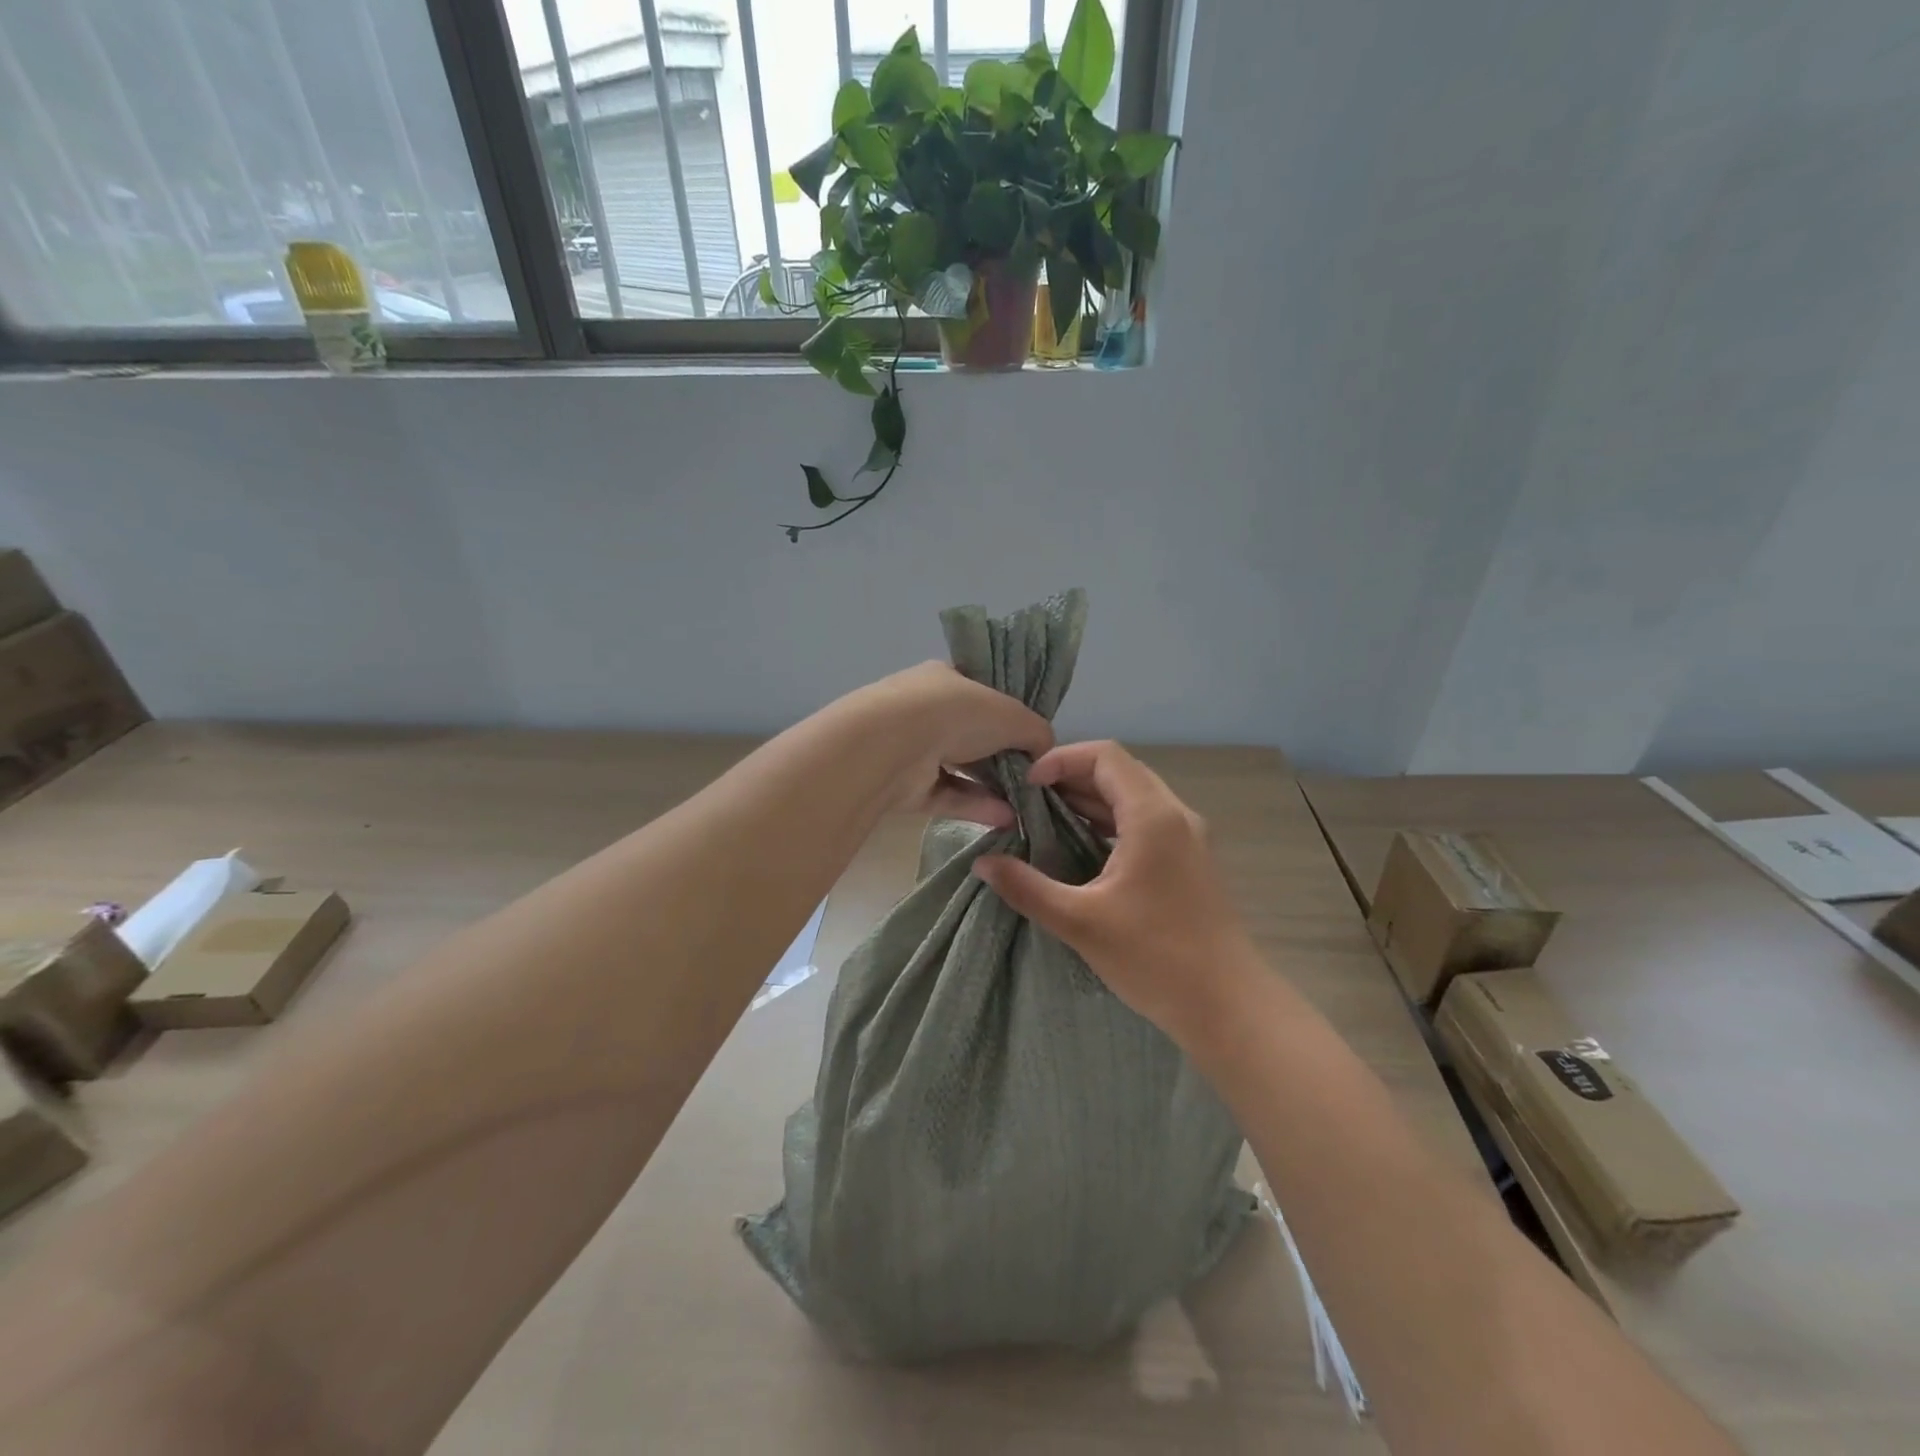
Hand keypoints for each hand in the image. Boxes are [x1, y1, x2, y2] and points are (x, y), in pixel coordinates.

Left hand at [853, 662, 1053, 829]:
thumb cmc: (955, 714)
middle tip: (1032, 777)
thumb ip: (1035, 731)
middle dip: (1002, 755)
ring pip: (960, 768)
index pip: (980, 692)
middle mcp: (926, 710)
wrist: (891, 746)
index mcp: (946, 679)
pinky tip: (1007, 819)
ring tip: (1026, 805)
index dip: (1007, 713)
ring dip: (993, 787)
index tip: (1029, 737)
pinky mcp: (905, 786)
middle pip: (972, 734)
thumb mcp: (1012, 715)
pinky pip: (948, 795)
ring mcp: (912, 748)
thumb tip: (1045, 751)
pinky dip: (976, 806)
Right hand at [973, 740, 1256, 1039]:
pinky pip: (1146, 822)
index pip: (1105, 756)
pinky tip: (1082, 847)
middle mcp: (1175, 815)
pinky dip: (1111, 822)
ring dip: (1091, 800)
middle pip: (1120, 771)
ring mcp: (1188, 838)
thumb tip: (982, 864)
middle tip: (1029, 800)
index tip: (1026, 786)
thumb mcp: (1080, 922)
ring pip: (1134, 797)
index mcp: (1152, 816)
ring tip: (1046, 820)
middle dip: (1071, 777)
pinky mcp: (1190, 861)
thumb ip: (1027, 887)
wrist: (1228, 1005)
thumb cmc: (1155, 958)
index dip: (1061, 759)